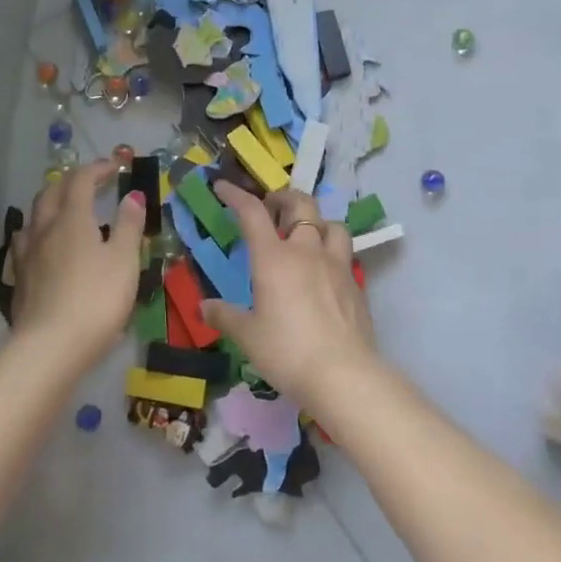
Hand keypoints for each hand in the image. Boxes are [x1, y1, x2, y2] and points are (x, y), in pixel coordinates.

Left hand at [10, 159, 145, 370]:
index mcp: (72, 218)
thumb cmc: (96, 300)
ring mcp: (26, 254)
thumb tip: (131, 195)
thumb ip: (129, 225)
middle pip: (51, 192)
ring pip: (33, 216)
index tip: (115, 168)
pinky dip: (39, 232)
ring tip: (65, 211)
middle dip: (71, 181)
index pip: (81, 180)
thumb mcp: (124, 261)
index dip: (98, 168)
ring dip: (51, 204)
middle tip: (90, 184)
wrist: (50, 348)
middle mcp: (44, 228)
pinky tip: (44, 246)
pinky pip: (25, 242)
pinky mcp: (18, 279)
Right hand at [202, 184, 378, 405]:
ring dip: (317, 222)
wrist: (344, 375)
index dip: (236, 195)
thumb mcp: (248, 337)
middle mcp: (307, 251)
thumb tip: (204, 307)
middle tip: (272, 207)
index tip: (223, 186)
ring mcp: (336, 265)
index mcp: (274, 258)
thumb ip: (225, 317)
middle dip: (284, 198)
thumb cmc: (287, 352)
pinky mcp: (356, 284)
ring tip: (307, 234)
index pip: (252, 213)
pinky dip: (333, 252)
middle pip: (301, 204)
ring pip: (332, 224)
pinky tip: (326, 272)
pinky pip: (345, 254)